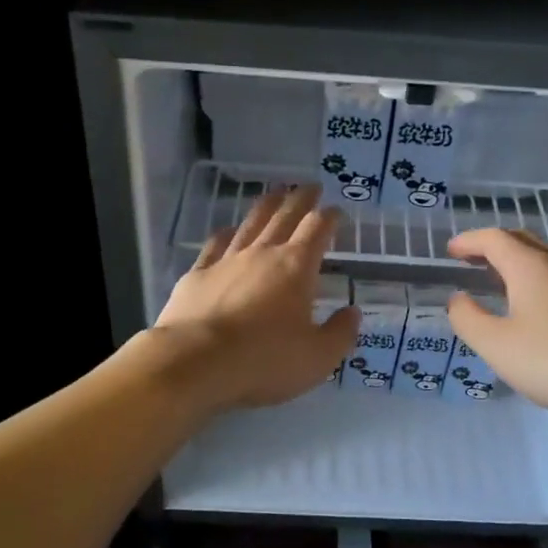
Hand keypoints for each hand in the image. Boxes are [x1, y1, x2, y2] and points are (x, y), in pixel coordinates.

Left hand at [152, 185, 360, 412]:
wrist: (195, 361)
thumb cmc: (264, 360)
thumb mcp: (318, 357)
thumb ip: (340, 333)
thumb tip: (353, 312)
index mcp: (296, 267)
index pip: (318, 229)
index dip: (330, 217)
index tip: (336, 211)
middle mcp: (262, 253)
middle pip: (284, 216)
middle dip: (300, 199)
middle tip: (309, 186)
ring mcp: (227, 260)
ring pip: (250, 223)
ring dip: (266, 205)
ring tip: (274, 192)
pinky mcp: (197, 274)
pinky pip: (215, 245)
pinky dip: (226, 234)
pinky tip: (228, 230)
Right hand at [445, 228, 547, 430]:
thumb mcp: (497, 346)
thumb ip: (468, 319)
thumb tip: (458, 299)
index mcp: (529, 267)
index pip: (493, 239)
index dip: (468, 241)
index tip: (449, 251)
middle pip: (520, 240)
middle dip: (491, 245)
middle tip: (469, 260)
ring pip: (541, 259)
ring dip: (514, 261)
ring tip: (494, 281)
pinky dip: (532, 279)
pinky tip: (528, 307)